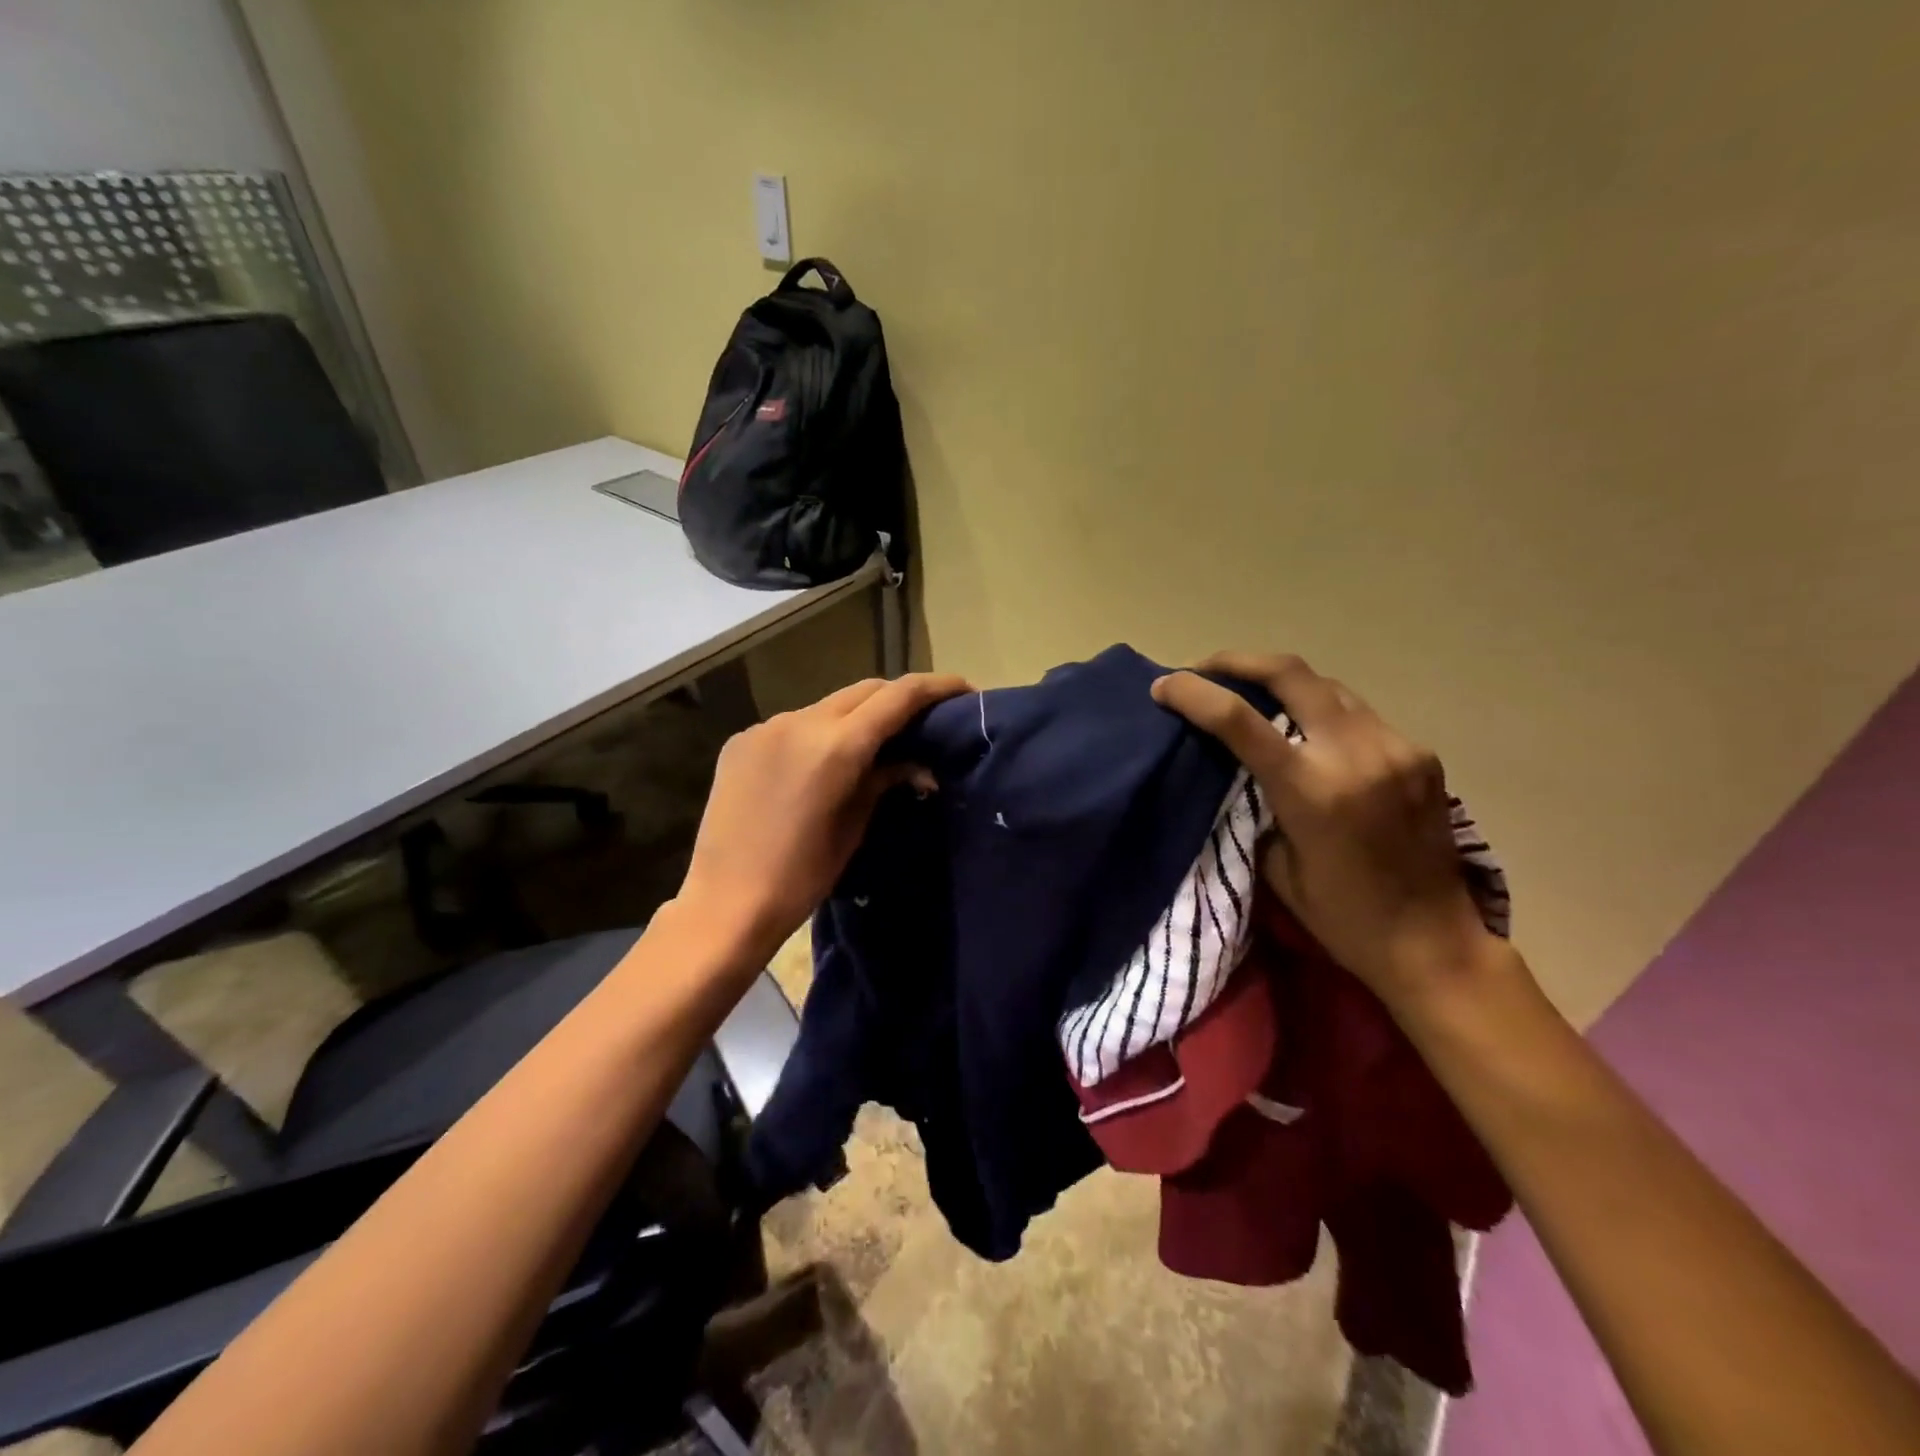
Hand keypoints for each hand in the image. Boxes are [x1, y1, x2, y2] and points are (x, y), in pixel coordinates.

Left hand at [677, 673, 971, 966]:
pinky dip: (819, 733)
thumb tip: (919, 764)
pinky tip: (822, 763)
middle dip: (898, 698)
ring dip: (856, 716)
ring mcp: (765, 727)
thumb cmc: (801, 877)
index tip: (963, 689)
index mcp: (835, 746)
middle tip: (924, 718)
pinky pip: (794, 724)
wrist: (725, 904)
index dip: (936, 687)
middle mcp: (799, 721)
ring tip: (874, 745)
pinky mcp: (741, 740)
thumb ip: (884, 780)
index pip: (898, 697)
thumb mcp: (853, 827)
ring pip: (828, 705)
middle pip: (864, 690)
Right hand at [1152, 653, 1495, 1004]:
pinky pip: (1360, 714)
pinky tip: (1310, 732)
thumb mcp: (1275, 864)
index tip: (1163, 686)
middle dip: (1239, 661)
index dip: (1193, 693)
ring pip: (1328, 685)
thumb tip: (1242, 766)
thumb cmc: (1340, 916)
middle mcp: (1357, 755)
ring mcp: (1396, 748)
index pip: (1239, 720)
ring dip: (1284, 681)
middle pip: (1291, 673)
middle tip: (1206, 669)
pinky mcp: (1420, 754)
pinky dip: (1323, 712)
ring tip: (1253, 693)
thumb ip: (1257, 803)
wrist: (1433, 942)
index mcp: (1312, 791)